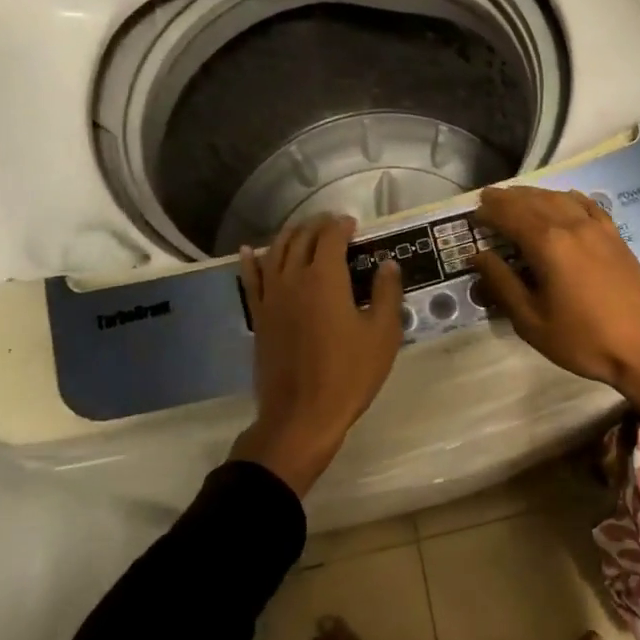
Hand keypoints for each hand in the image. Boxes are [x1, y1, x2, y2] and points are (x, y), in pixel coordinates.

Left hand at [231, 215, 403, 496]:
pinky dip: (251, 260)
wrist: (302, 415)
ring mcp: (271, 297)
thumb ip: (387, 294)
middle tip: (332, 224)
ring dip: (289, 236)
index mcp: (325, 278)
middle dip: (317, 226)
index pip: (331, 237)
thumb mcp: (383, 334)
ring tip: (301, 230)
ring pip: (275, 252)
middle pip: (301, 239)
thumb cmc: (349, 374)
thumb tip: (388, 264)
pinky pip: (251, 279)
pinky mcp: (259, 317)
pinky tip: (250, 250)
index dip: (342, 225)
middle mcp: (293, 278)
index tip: (353, 224)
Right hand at [472, 187, 639, 421]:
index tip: (473, 213)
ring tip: (516, 199)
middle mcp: (572, 224)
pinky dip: (565, 198)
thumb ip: (502, 284)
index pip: (510, 214)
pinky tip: (561, 202)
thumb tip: (478, 255)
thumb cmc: (584, 340)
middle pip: (533, 200)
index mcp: (548, 243)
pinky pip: (585, 204)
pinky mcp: (615, 235)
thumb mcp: (532, 321)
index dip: (489, 211)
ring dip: (533, 195)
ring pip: (559, 198)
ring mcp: (597, 227)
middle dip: (507, 198)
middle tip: (488, 200)